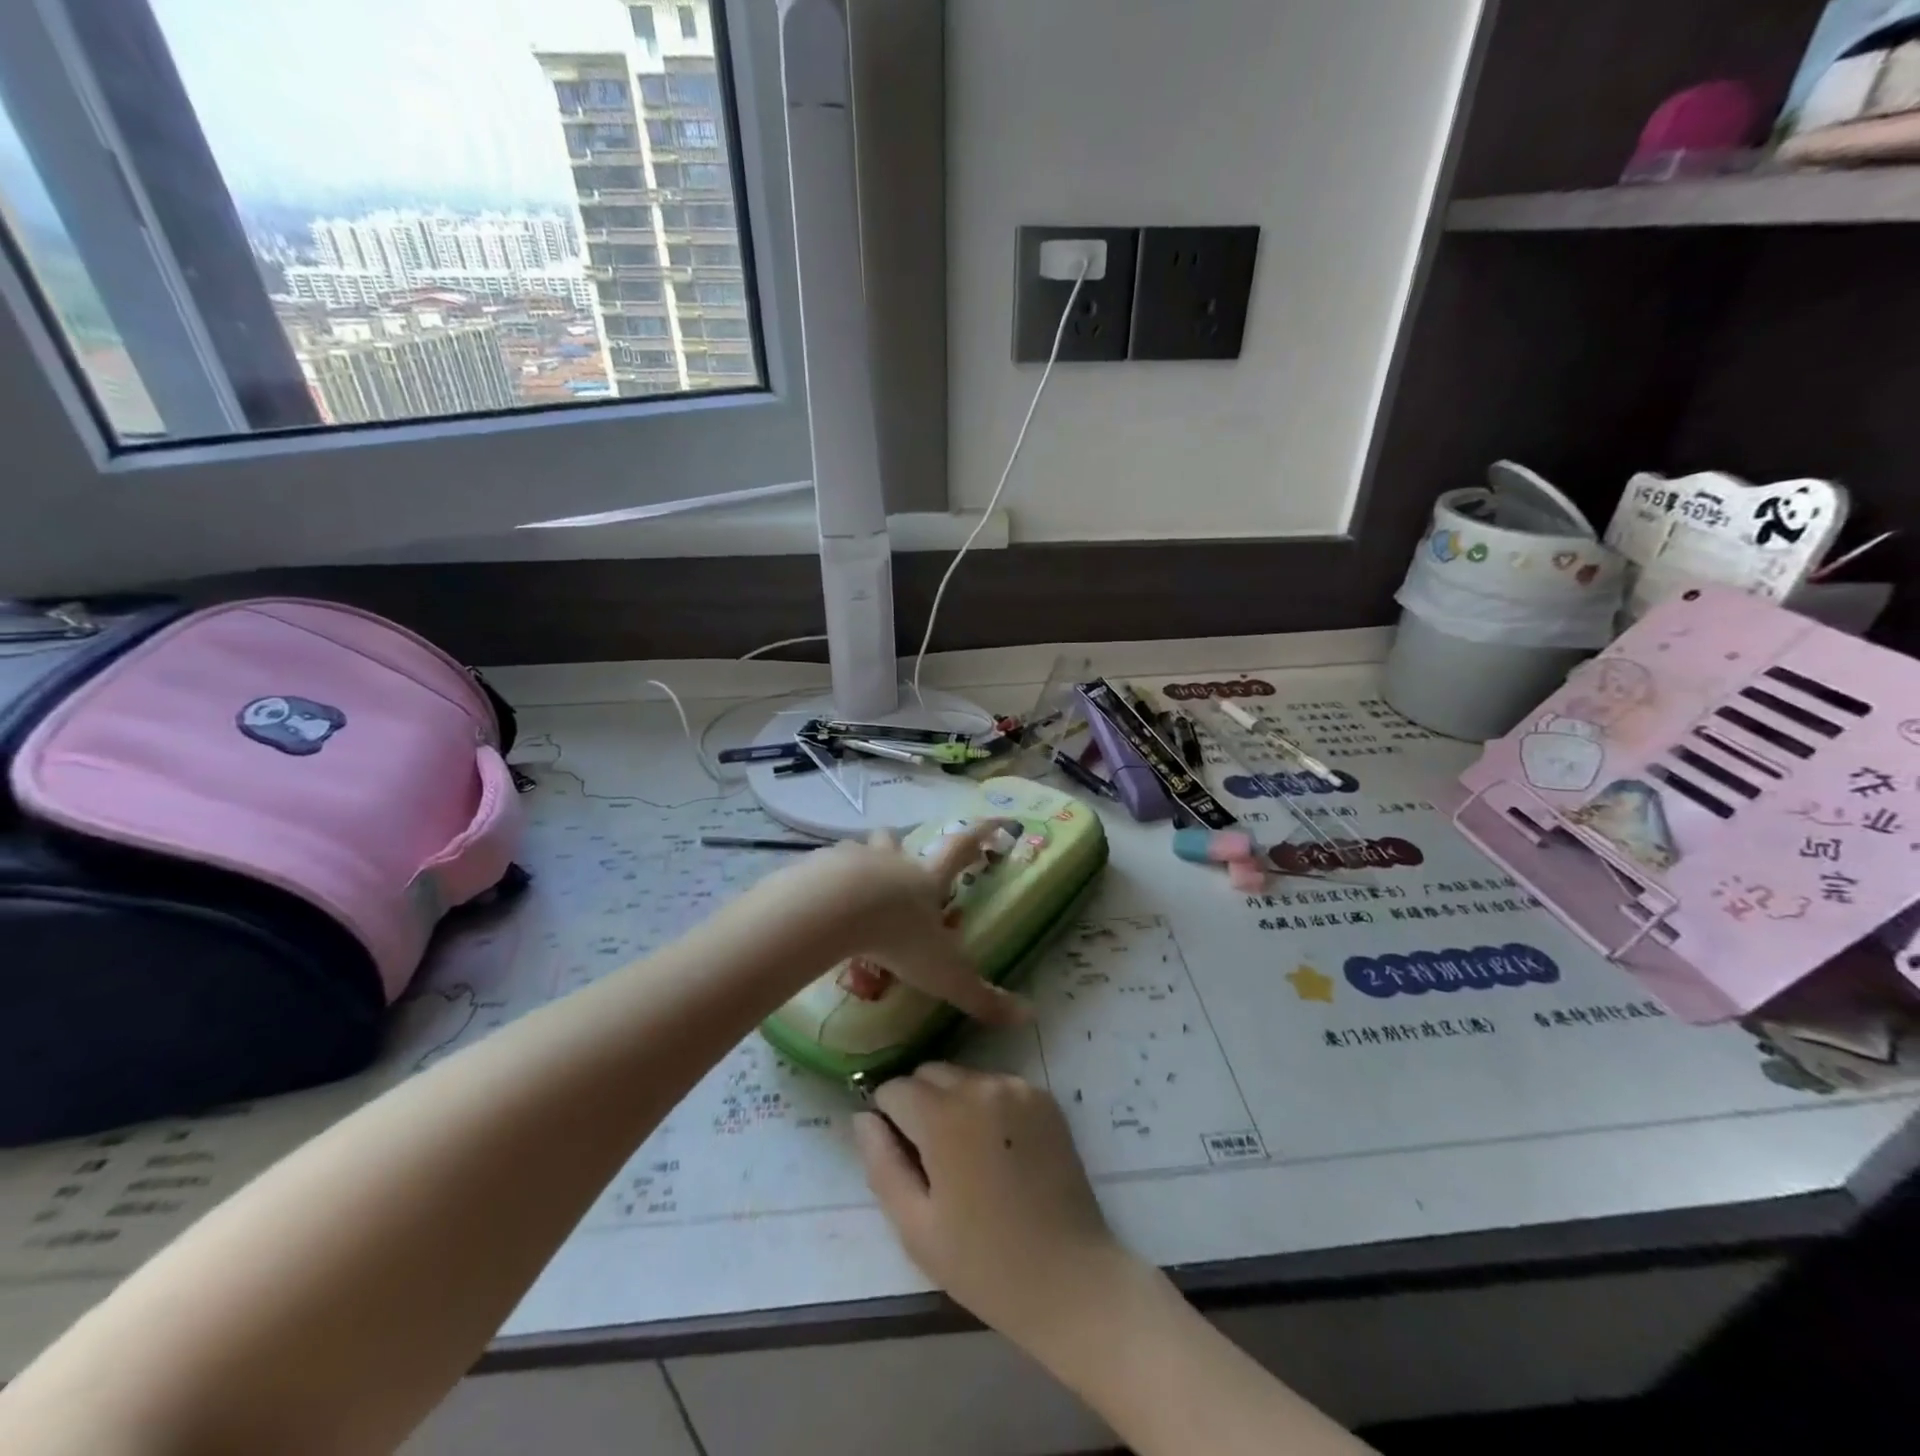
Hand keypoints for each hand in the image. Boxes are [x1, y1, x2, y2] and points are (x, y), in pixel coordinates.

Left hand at [766, 825, 1029, 1025]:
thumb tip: (1028, 1017)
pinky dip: (819, 883)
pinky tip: (814, 908)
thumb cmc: (898, 937)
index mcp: (925, 880)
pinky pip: (819, 870)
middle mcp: (890, 863)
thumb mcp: (944, 974)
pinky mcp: (815, 869)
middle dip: (896, 846)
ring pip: (855, 852)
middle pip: (895, 841)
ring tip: (848, 891)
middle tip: (895, 861)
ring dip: (856, 864)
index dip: (979, 834)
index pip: (960, 849)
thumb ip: (980, 996)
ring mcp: (850, 861)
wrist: (836, 910)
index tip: (994, 821)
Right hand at [854, 1063, 1133, 1349]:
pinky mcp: (1044, 1098)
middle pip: (929, 1073)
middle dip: (918, 1104)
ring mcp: (1018, 1087)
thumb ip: (881, 1163)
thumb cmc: (984, 1264)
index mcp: (945, 1115)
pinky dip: (987, 1106)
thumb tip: (862, 1117)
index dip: (887, 1118)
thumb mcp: (915, 1226)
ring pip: (963, 1077)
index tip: (899, 1155)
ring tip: (966, 1157)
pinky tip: (998, 1152)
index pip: (894, 1088)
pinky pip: (997, 1086)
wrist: (1071, 1280)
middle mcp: (981, 1085)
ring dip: (952, 1102)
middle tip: (930, 1159)